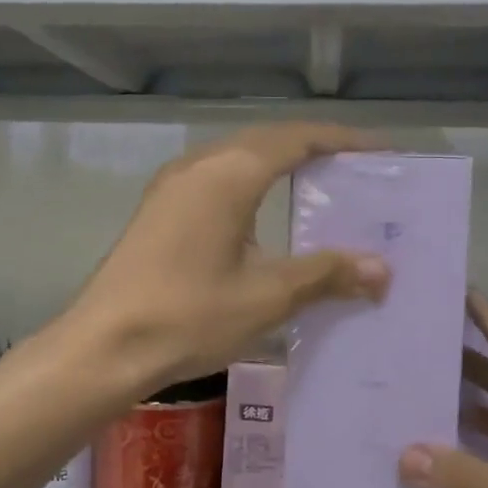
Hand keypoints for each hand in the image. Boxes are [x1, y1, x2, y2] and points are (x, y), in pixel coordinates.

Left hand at [71, 123, 390, 394]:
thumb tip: (382, 269)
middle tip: (355, 172)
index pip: (296, 139)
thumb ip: (325, 274)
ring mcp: (172, 187)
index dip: (341, 140)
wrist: (104, 347)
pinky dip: (250, 185)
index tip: (379, 152)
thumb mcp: (266, 297)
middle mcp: (198, 166)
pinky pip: (216, 179)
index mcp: (228, 174)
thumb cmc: (188, 316)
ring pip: (237, 159)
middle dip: (313, 150)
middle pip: (266, 141)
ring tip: (317, 189)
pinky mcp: (158, 210)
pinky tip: (263, 217)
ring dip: (278, 165)